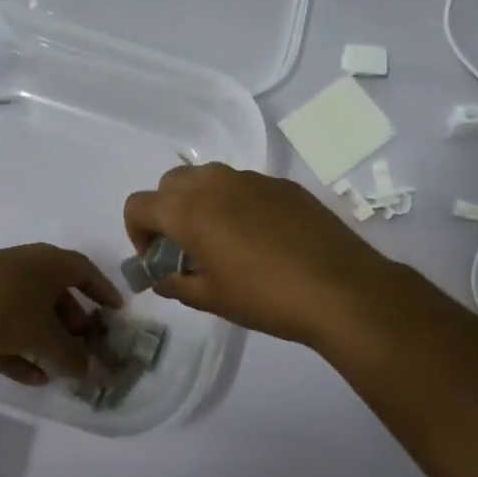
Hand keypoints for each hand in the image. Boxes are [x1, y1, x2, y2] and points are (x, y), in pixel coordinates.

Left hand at [0, 245, 121, 385]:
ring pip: (30, 315)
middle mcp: (24, 268)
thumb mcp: (44, 337)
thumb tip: (99, 375)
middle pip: (58, 295)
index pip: (85, 272)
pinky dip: (20, 351)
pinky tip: (31, 378)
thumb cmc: (1, 308)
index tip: (117, 314)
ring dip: (47, 343)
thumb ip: (73, 359)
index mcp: (48, 262)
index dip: (103, 292)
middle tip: (87, 349)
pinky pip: (4, 330)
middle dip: (75, 324)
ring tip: (61, 372)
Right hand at [122, 163, 398, 348]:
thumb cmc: (265, 297)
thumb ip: (175, 283)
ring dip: (201, 203)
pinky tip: (261, 238)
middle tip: (185, 248)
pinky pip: (243, 186)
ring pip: (208, 179)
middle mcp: (214, 182)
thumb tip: (162, 277)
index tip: (157, 259)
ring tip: (223, 241)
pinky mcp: (282, 184)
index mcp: (188, 209)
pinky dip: (236, 203)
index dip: (137, 233)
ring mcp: (251, 178)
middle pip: (170, 184)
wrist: (340, 288)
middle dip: (166, 212)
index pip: (138, 204)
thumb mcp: (211, 298)